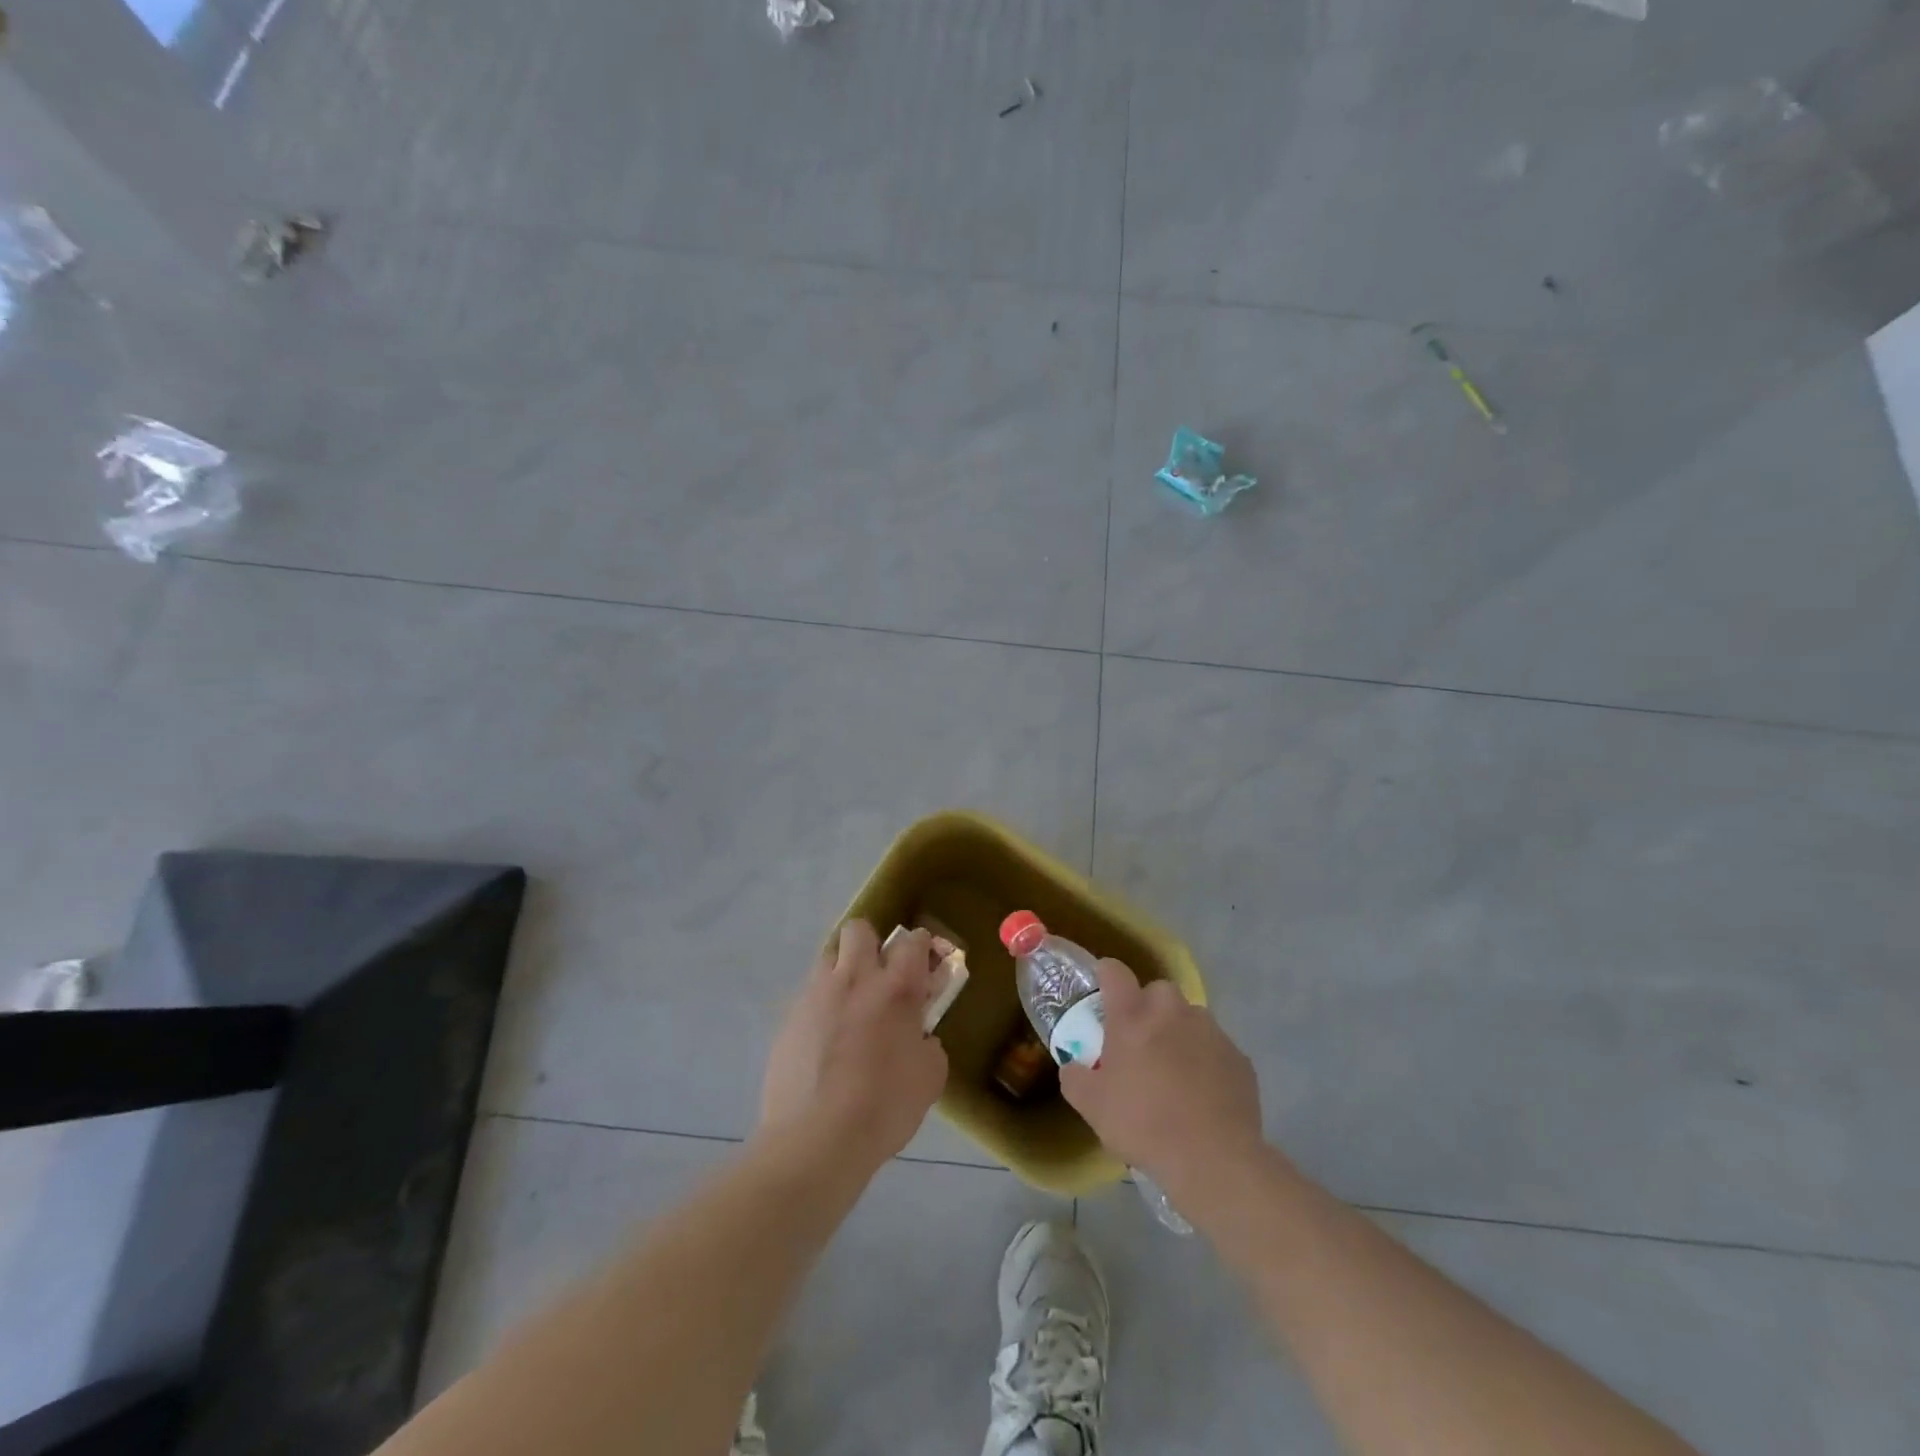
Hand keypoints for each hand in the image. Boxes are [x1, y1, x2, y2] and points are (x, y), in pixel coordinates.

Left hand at [760, 920, 949, 1167]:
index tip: (926, 964)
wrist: (816, 1139)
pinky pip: (808, 998)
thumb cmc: (884, 1106)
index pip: (913, 942)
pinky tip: (824, 1044)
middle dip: (871, 944)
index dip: (922, 947)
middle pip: (859, 930)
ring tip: (849, 1008)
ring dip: (842, 972)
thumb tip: (918, 1038)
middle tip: (880, 977)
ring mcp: (815, 996)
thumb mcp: (929, 1078)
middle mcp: (854, 979)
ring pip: (827, 958)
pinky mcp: (788, 1020)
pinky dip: (820, 1009)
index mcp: (896, 988)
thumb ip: (928, 1045)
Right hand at [1060, 959, 1265, 1204]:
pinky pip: (1215, 1047)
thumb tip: (1073, 1066)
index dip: (1106, 974)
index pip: (1115, 972)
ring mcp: (1210, 1032)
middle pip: (1158, 990)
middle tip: (1140, 1039)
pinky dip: (1206, 1059)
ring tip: (1175, 1068)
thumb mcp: (1092, 1107)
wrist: (1214, 1160)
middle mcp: (1172, 1012)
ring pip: (1190, 1017)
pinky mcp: (1238, 1057)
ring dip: (1179, 1031)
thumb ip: (1075, 1078)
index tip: (1103, 989)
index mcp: (1132, 1017)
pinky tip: (1203, 1092)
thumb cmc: (1144, 1125)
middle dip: (1148, 1006)